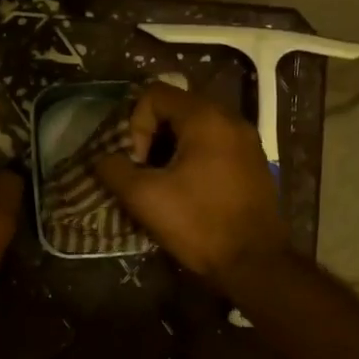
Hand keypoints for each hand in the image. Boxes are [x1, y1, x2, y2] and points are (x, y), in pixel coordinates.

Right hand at [94, 83, 289, 289]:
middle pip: (176, 109)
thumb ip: (115, 170)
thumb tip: (104, 159)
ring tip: (163, 185)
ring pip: (195, 129)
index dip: (135, 125)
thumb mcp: (144, 198)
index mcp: (206, 118)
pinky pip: (214, 147)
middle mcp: (231, 120)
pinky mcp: (253, 164)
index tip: (138, 163)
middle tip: (145, 173)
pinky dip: (194, 160)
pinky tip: (188, 193)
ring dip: (171, 151)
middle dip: (152, 138)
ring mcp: (247, 142)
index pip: (155, 94)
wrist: (254, 263)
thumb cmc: (198, 224)